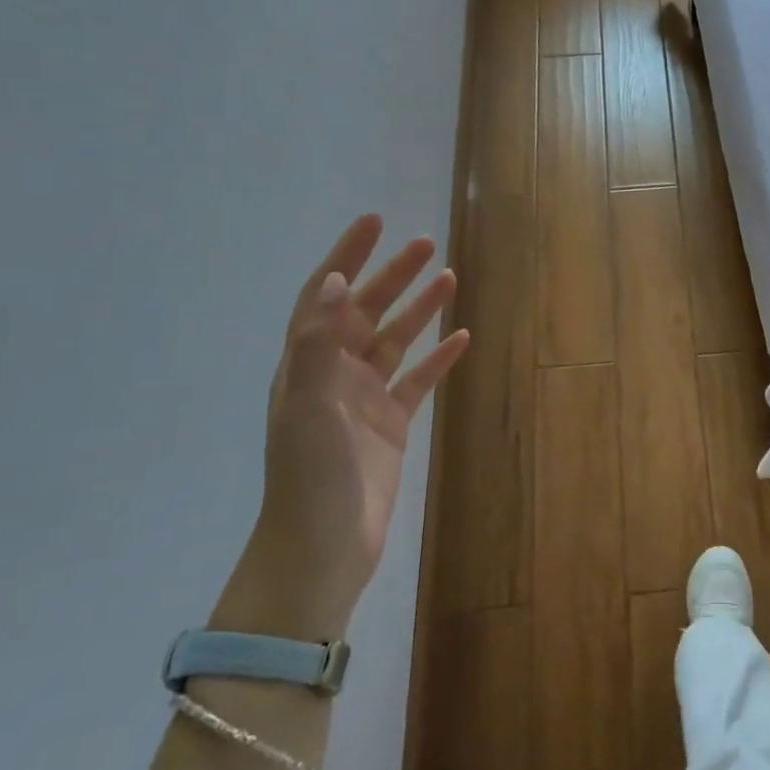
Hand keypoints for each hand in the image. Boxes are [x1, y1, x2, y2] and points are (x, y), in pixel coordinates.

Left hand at [221, 215, 468, 641]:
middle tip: (427, 245)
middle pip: (365, 311)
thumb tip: (336, 281)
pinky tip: (462, 338)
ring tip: (450, 278)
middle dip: (393, 275)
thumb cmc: (311, 476)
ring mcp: (364, 399)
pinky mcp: (391, 424)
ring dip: (419, 309)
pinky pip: (418, 381)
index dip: (347, 256)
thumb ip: (319, 344)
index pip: (326, 296)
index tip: (374, 222)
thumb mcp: (308, 406)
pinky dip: (438, 358)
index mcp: (307, 364)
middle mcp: (334, 374)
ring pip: (396, 341)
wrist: (323, 547)